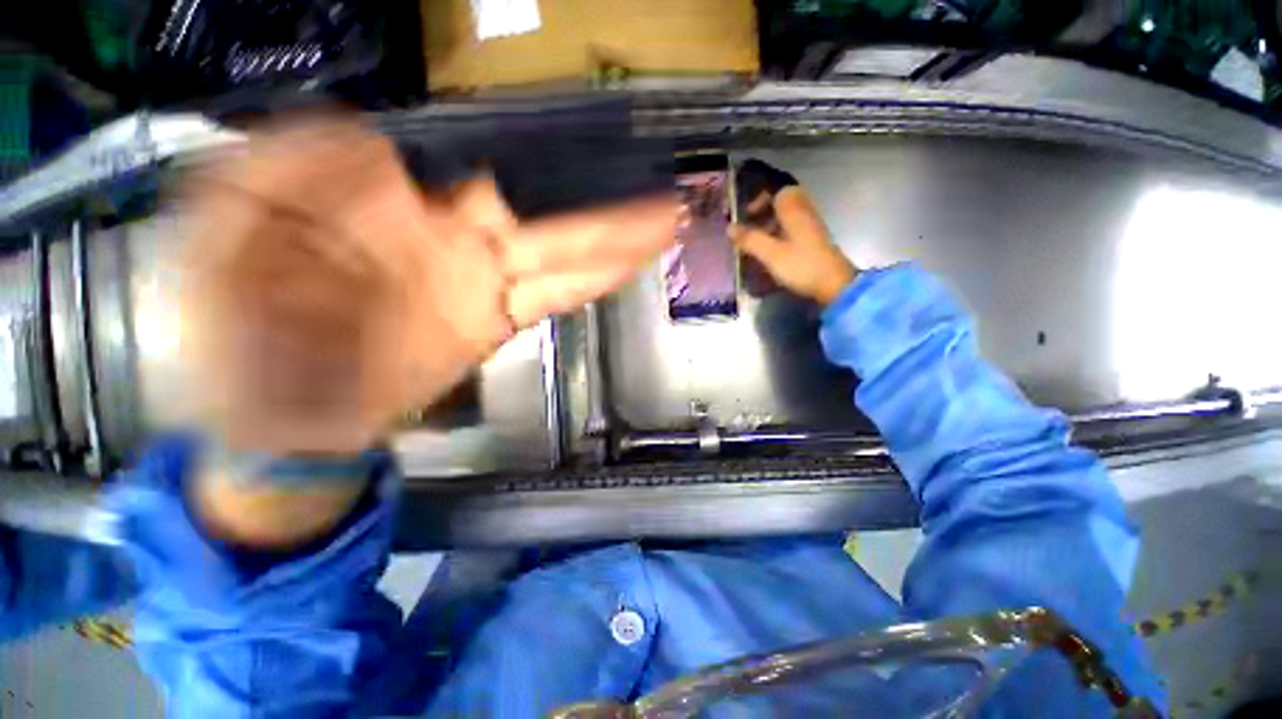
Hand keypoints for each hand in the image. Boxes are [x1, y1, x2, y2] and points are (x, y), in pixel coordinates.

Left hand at [179, 119, 675, 546]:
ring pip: (563, 257)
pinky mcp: (493, 326)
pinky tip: (625, 268)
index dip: (540, 160)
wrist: (277, 415)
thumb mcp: (228, 223)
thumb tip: (377, 143)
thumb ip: (289, 163)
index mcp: (398, 206)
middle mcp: (455, 239)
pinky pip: (553, 298)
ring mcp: (482, 286)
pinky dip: (591, 283)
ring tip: (663, 224)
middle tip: (659, 194)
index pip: (486, 169)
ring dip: (615, 242)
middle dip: (606, 206)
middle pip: (545, 216)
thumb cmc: (235, 327)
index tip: (588, 146)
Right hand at [731, 186, 856, 304]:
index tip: (746, 214)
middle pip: (783, 204)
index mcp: (794, 210)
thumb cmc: (801, 266)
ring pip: (787, 219)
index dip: (760, 199)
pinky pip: (792, 232)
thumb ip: (750, 239)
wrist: (834, 285)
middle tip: (749, 227)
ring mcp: (810, 229)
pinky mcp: (812, 243)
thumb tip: (729, 227)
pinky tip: (769, 255)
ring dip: (770, 227)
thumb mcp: (770, 254)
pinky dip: (778, 238)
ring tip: (755, 244)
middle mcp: (804, 214)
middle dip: (764, 213)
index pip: (778, 191)